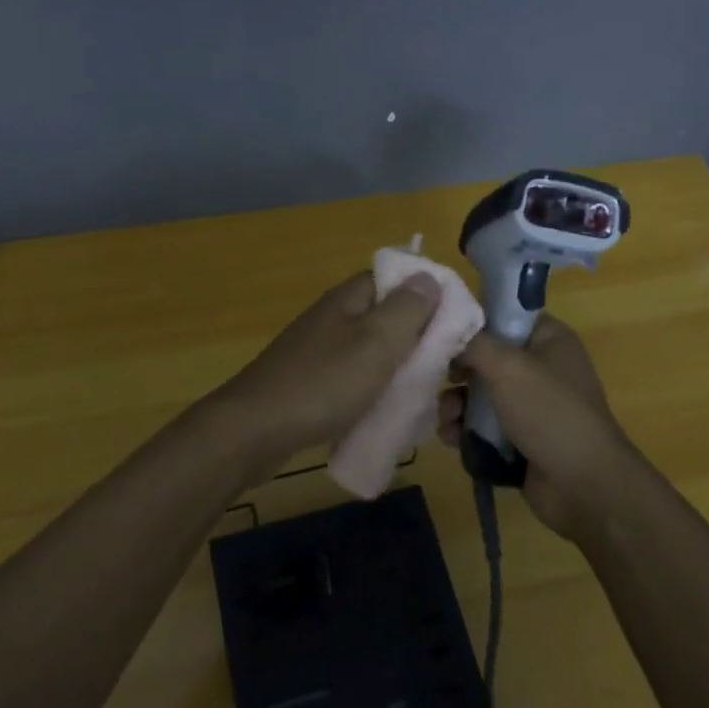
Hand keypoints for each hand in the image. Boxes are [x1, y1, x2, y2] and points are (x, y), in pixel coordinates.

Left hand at [200, 271, 439, 484]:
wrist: (254, 430)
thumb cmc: (324, 383)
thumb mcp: (377, 343)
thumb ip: (407, 309)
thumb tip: (429, 277)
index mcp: (349, 299)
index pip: (395, 278)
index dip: (426, 294)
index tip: (454, 322)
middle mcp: (332, 316)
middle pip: (383, 315)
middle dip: (414, 336)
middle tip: (443, 364)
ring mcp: (317, 349)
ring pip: (368, 349)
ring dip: (394, 366)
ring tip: (420, 390)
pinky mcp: (308, 381)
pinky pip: (351, 377)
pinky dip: (370, 389)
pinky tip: (383, 410)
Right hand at [438, 315, 643, 539]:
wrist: (585, 487)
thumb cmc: (550, 412)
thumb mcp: (509, 367)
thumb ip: (474, 343)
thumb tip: (448, 332)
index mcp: (548, 340)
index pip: (505, 316)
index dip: (474, 323)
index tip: (443, 333)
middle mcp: (540, 368)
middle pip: (486, 358)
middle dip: (458, 372)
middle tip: (442, 380)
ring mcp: (530, 407)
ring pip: (479, 395)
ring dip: (456, 405)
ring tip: (447, 419)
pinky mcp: (519, 440)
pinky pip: (482, 427)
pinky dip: (464, 431)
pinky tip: (451, 439)